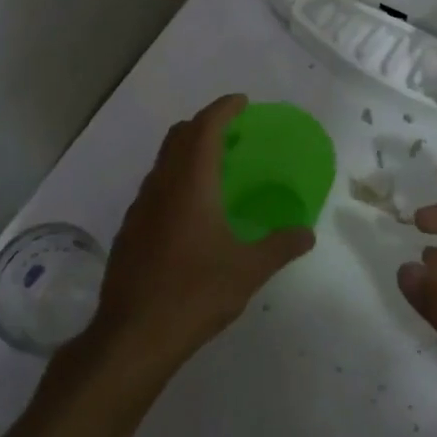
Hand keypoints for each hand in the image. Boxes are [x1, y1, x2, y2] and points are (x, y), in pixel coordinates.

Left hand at [81, 95, 316, 378]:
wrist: (133, 334)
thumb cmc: (194, 294)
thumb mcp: (247, 271)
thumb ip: (280, 246)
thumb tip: (307, 232)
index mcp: (191, 184)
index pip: (205, 128)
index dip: (223, 109)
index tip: (242, 102)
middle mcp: (161, 185)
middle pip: (179, 137)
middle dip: (204, 125)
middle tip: (231, 132)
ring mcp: (140, 207)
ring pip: (163, 161)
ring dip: (186, 152)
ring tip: (214, 168)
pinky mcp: (129, 229)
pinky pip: (154, 187)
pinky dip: (174, 179)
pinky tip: (189, 211)